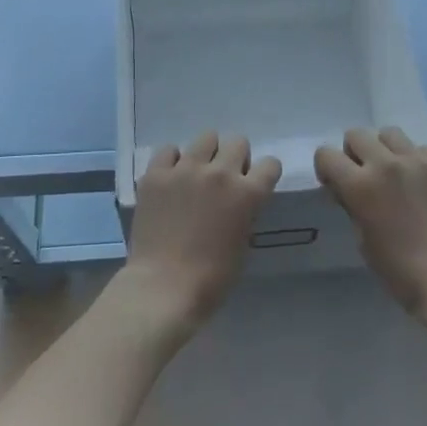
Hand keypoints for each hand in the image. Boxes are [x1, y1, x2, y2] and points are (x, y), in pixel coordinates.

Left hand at [123, 132, 280, 330]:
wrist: (163, 287)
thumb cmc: (211, 279)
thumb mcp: (242, 243)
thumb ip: (244, 212)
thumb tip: (237, 200)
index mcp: (247, 193)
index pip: (270, 164)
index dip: (264, 174)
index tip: (255, 183)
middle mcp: (220, 173)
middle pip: (238, 142)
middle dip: (235, 158)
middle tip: (224, 179)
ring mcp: (185, 169)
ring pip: (206, 137)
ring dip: (206, 154)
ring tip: (196, 174)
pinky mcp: (156, 174)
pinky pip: (168, 150)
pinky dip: (172, 161)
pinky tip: (170, 179)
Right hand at [315, 128, 426, 323]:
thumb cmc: (400, 270)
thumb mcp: (362, 239)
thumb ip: (351, 204)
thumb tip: (346, 187)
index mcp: (361, 185)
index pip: (326, 154)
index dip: (327, 168)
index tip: (336, 183)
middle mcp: (389, 163)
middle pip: (357, 135)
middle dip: (355, 153)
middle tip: (367, 176)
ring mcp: (422, 160)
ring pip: (391, 134)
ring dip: (386, 151)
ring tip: (398, 175)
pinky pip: (424, 150)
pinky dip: (419, 163)